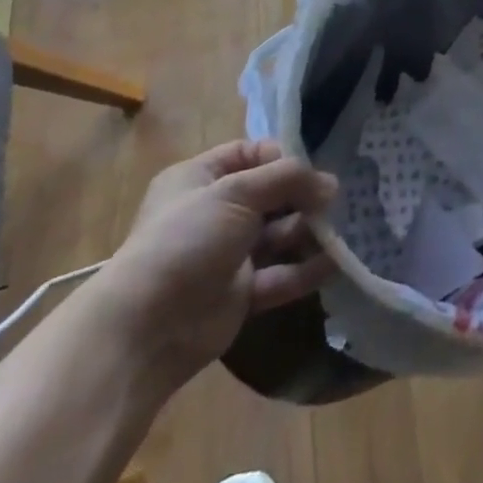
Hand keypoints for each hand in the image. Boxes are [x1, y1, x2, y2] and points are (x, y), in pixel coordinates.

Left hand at [89, 140, 336, 391]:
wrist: (144, 328)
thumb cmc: (186, 239)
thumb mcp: (237, 192)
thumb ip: (288, 179)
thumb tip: (331, 183)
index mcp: (200, 179)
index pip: (250, 154)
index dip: (281, 157)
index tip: (309, 168)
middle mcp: (214, 212)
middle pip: (270, 194)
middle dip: (303, 196)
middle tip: (333, 202)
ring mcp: (227, 254)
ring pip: (278, 234)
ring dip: (309, 231)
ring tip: (337, 231)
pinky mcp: (240, 293)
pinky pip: (280, 274)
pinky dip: (305, 269)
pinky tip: (334, 263)